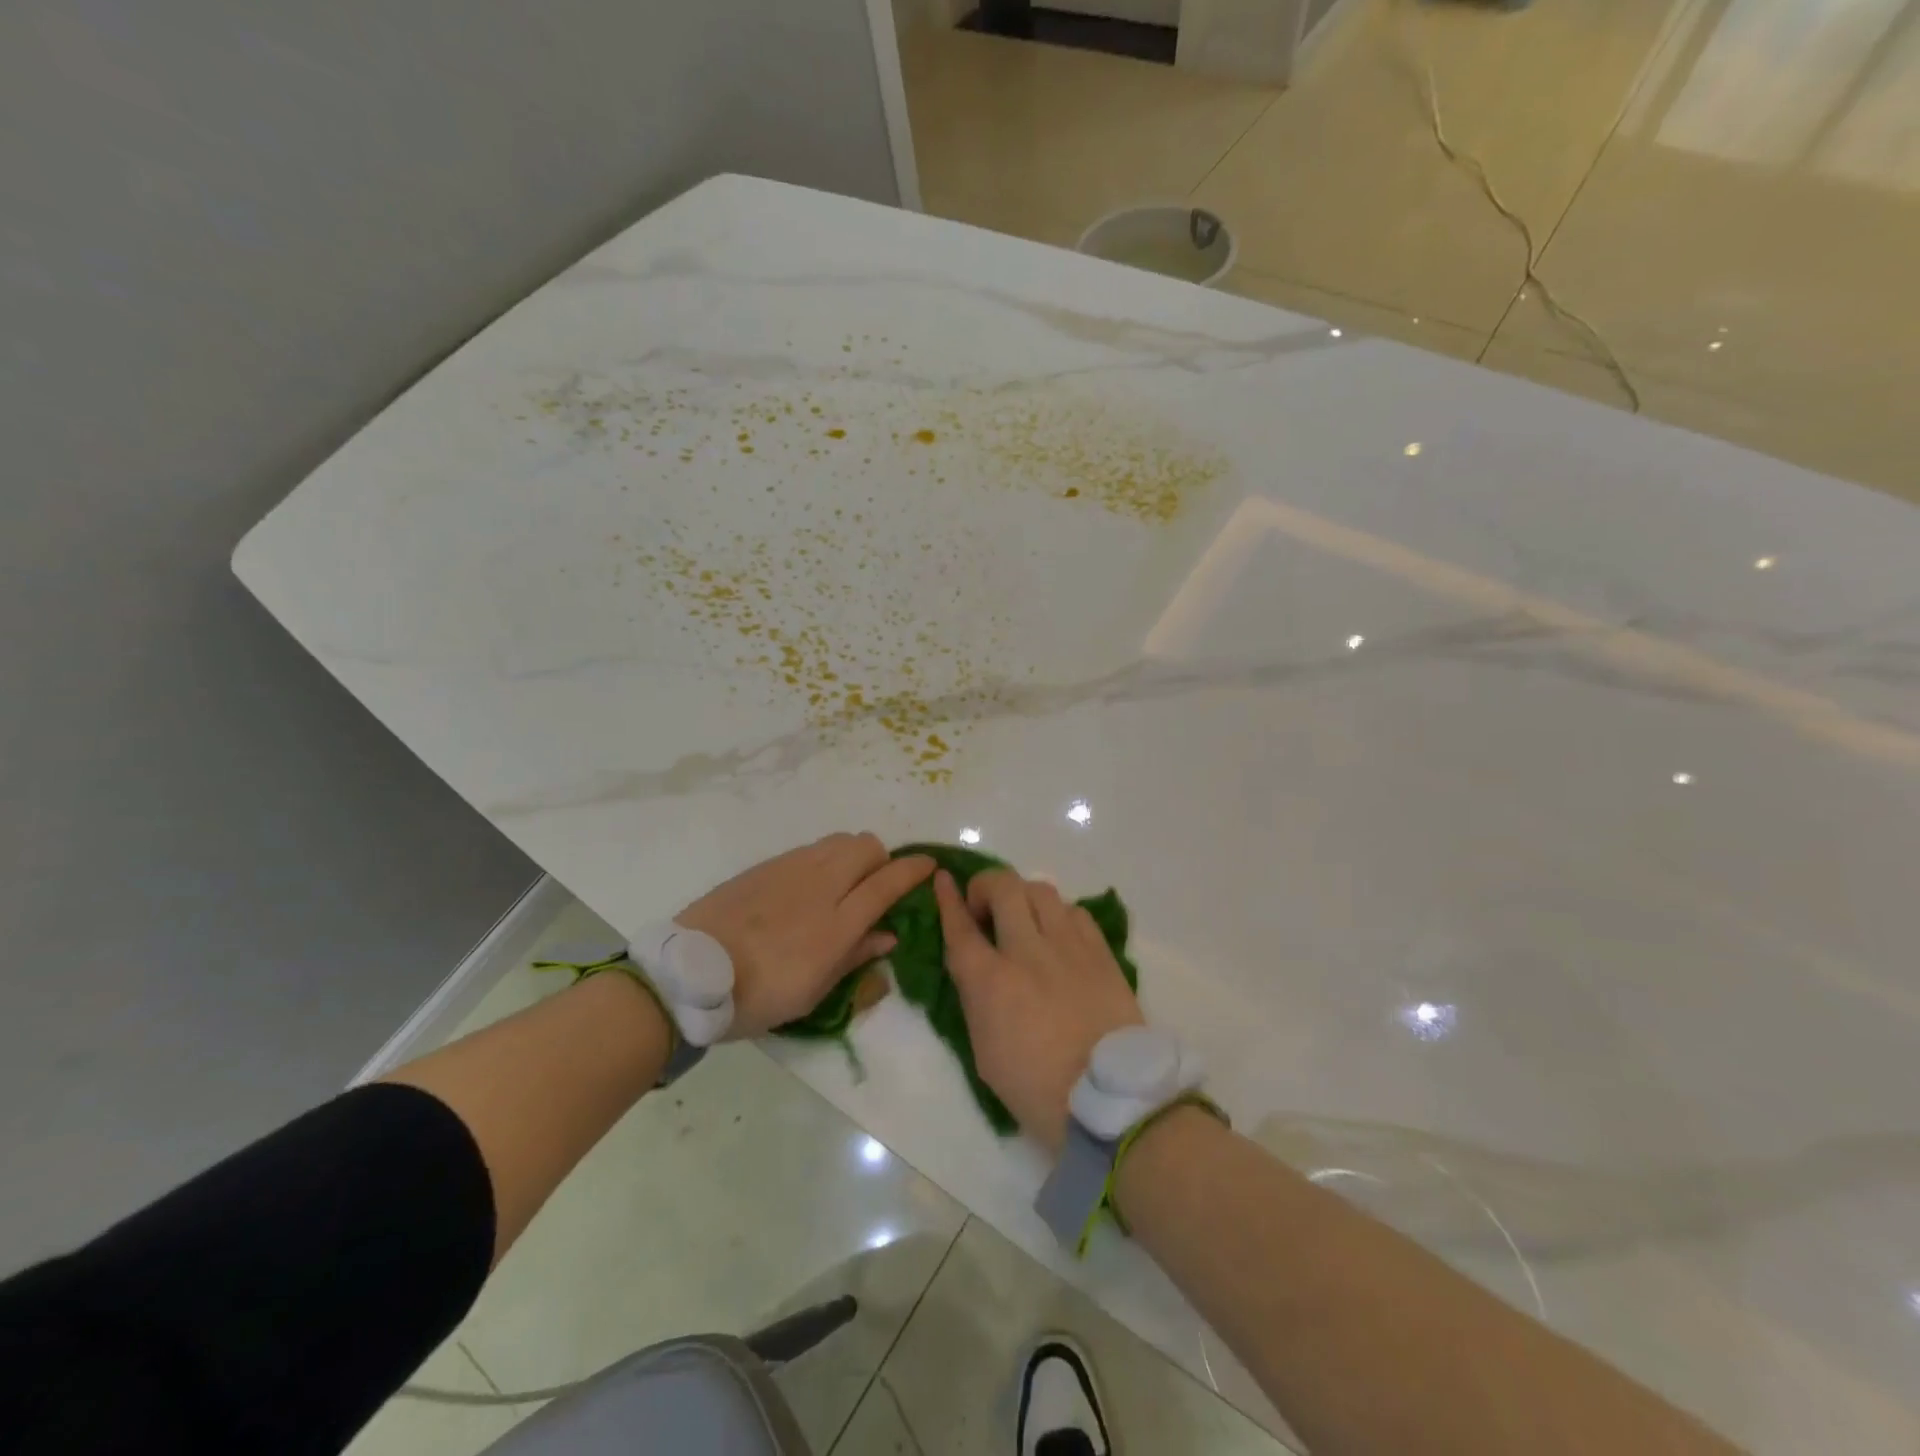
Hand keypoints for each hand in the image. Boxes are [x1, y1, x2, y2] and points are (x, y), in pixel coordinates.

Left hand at [678, 833, 933, 1039]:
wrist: (688, 975)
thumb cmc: (757, 997)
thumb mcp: (813, 992)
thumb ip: (855, 957)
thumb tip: (888, 935)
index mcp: (837, 924)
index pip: (888, 882)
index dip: (914, 870)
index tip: (929, 865)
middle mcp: (820, 885)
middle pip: (867, 847)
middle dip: (882, 860)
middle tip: (875, 886)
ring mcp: (791, 869)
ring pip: (839, 840)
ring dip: (853, 855)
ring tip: (843, 883)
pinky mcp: (766, 866)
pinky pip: (810, 849)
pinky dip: (824, 859)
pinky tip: (808, 887)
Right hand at [934, 869, 1143, 1154]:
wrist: (1109, 1099)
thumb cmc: (1036, 1088)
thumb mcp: (984, 1051)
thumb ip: (975, 998)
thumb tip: (974, 965)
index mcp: (991, 982)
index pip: (960, 926)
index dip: (947, 899)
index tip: (943, 880)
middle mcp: (1027, 951)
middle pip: (1002, 887)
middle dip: (985, 886)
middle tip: (985, 908)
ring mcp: (1068, 946)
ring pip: (1040, 890)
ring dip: (1022, 897)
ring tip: (1023, 918)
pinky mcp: (1101, 951)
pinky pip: (1075, 911)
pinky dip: (1059, 915)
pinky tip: (1059, 935)